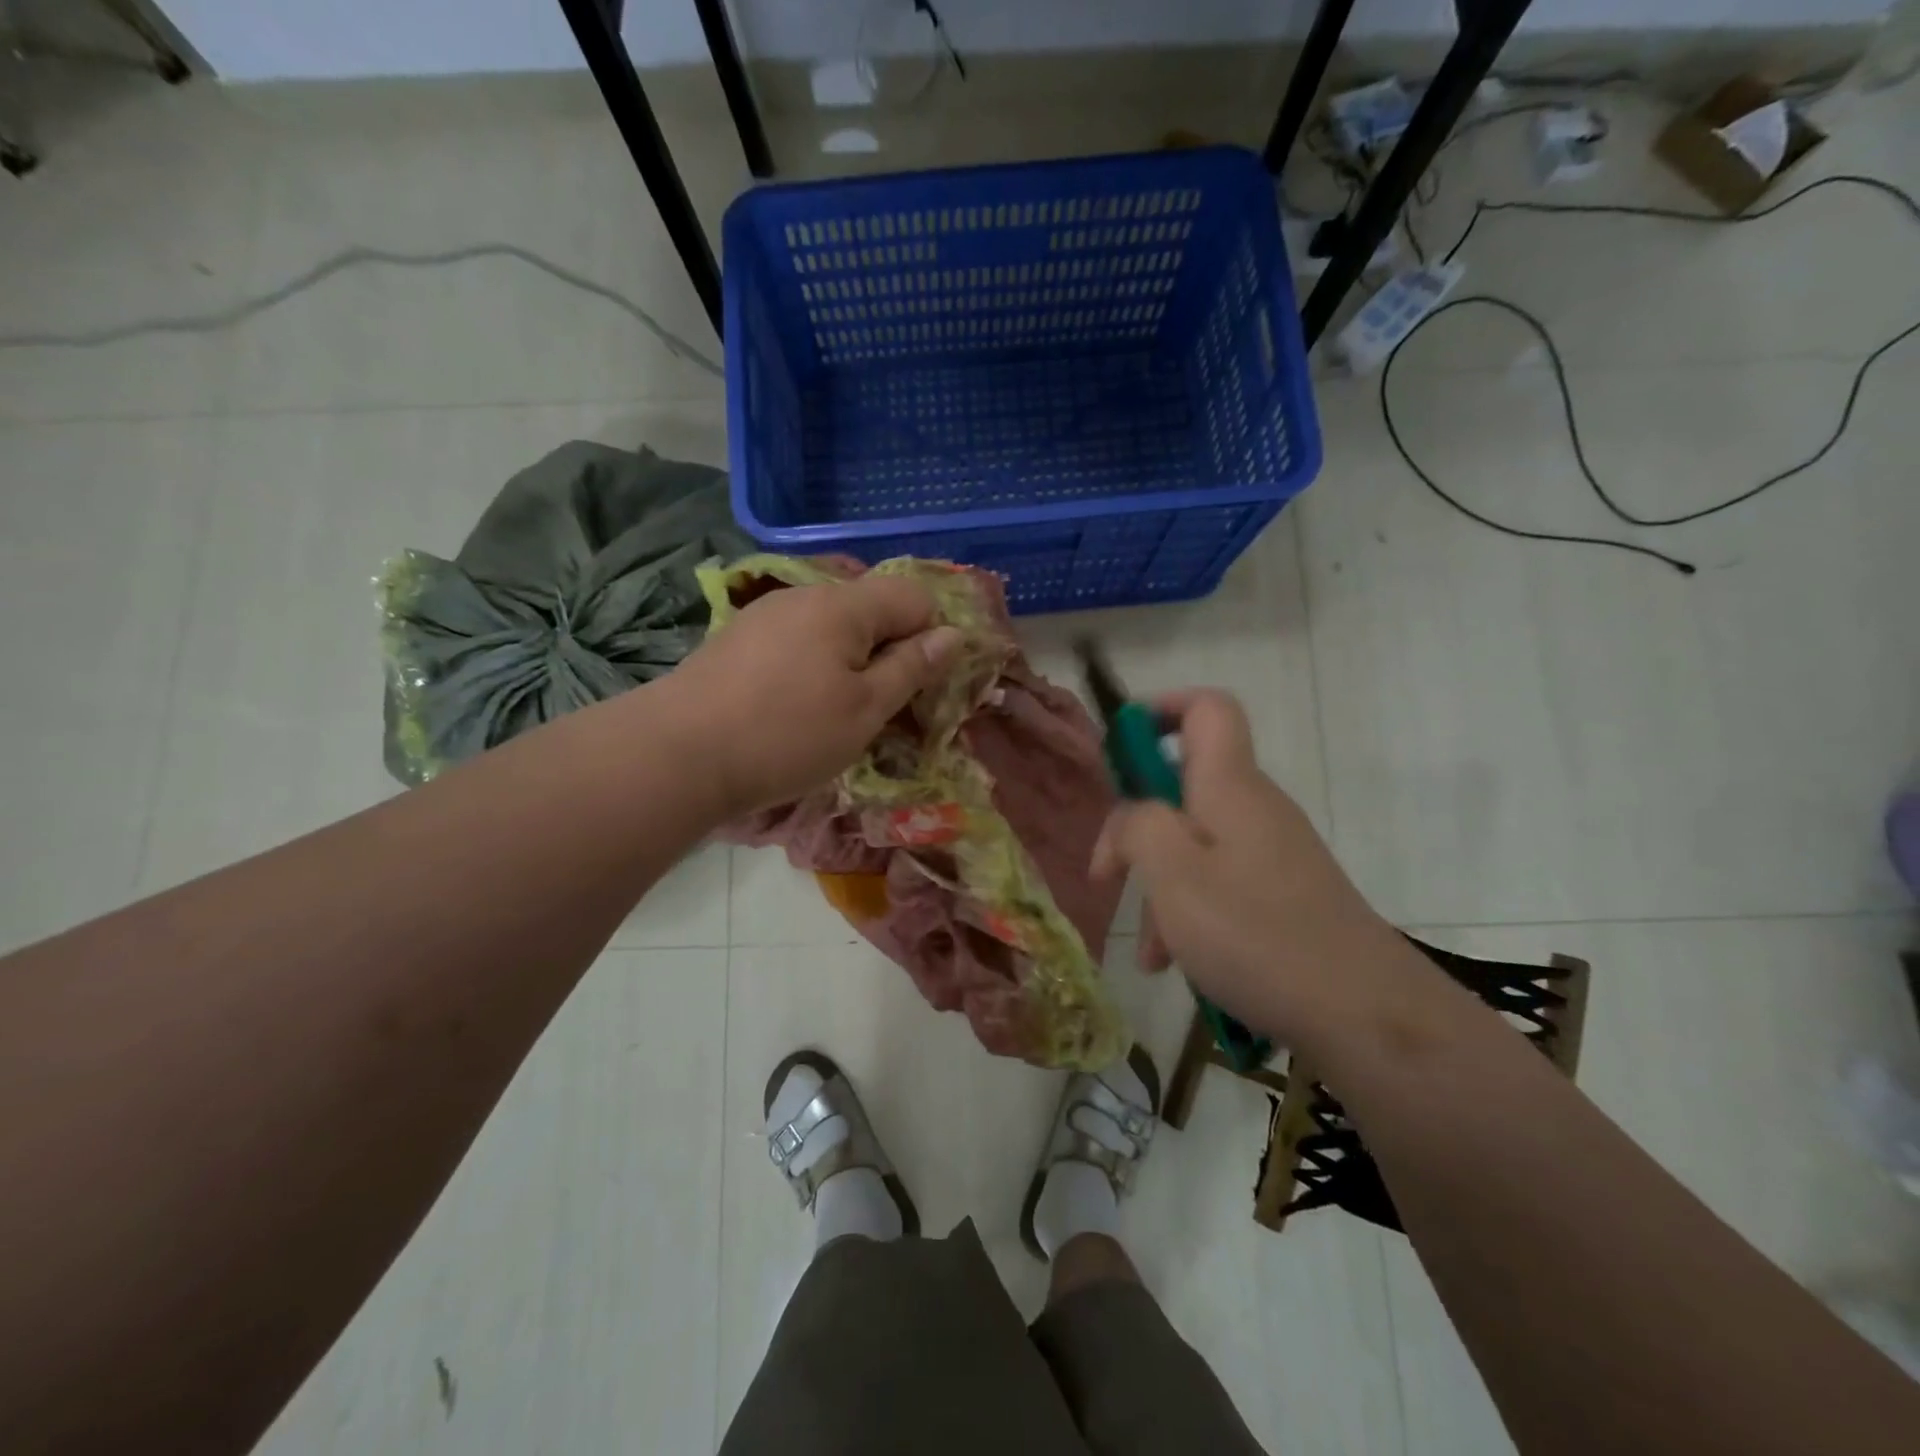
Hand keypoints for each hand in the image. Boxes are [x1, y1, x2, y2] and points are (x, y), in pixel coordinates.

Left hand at [661, 574, 962, 817]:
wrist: (678, 754)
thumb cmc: (787, 735)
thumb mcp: (865, 709)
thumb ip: (912, 668)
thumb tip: (952, 635)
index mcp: (844, 604)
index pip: (915, 597)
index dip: (932, 638)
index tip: (924, 688)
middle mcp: (806, 595)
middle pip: (873, 609)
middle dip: (891, 652)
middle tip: (885, 708)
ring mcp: (767, 614)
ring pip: (834, 627)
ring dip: (852, 662)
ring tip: (838, 714)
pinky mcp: (740, 638)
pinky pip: (799, 641)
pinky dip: (815, 666)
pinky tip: (797, 707)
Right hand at [1091, 690, 1405, 1044]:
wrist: (1366, 1015)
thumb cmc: (1256, 935)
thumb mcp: (1173, 874)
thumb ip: (1137, 826)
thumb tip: (1133, 816)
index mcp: (1230, 787)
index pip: (1206, 709)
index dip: (1160, 712)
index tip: (1121, 754)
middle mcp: (1254, 808)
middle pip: (1184, 789)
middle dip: (1139, 829)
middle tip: (1110, 876)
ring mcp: (1273, 853)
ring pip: (1196, 847)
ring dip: (1160, 887)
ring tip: (1149, 953)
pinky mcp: (1284, 894)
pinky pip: (1221, 884)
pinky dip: (1191, 912)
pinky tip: (1178, 966)